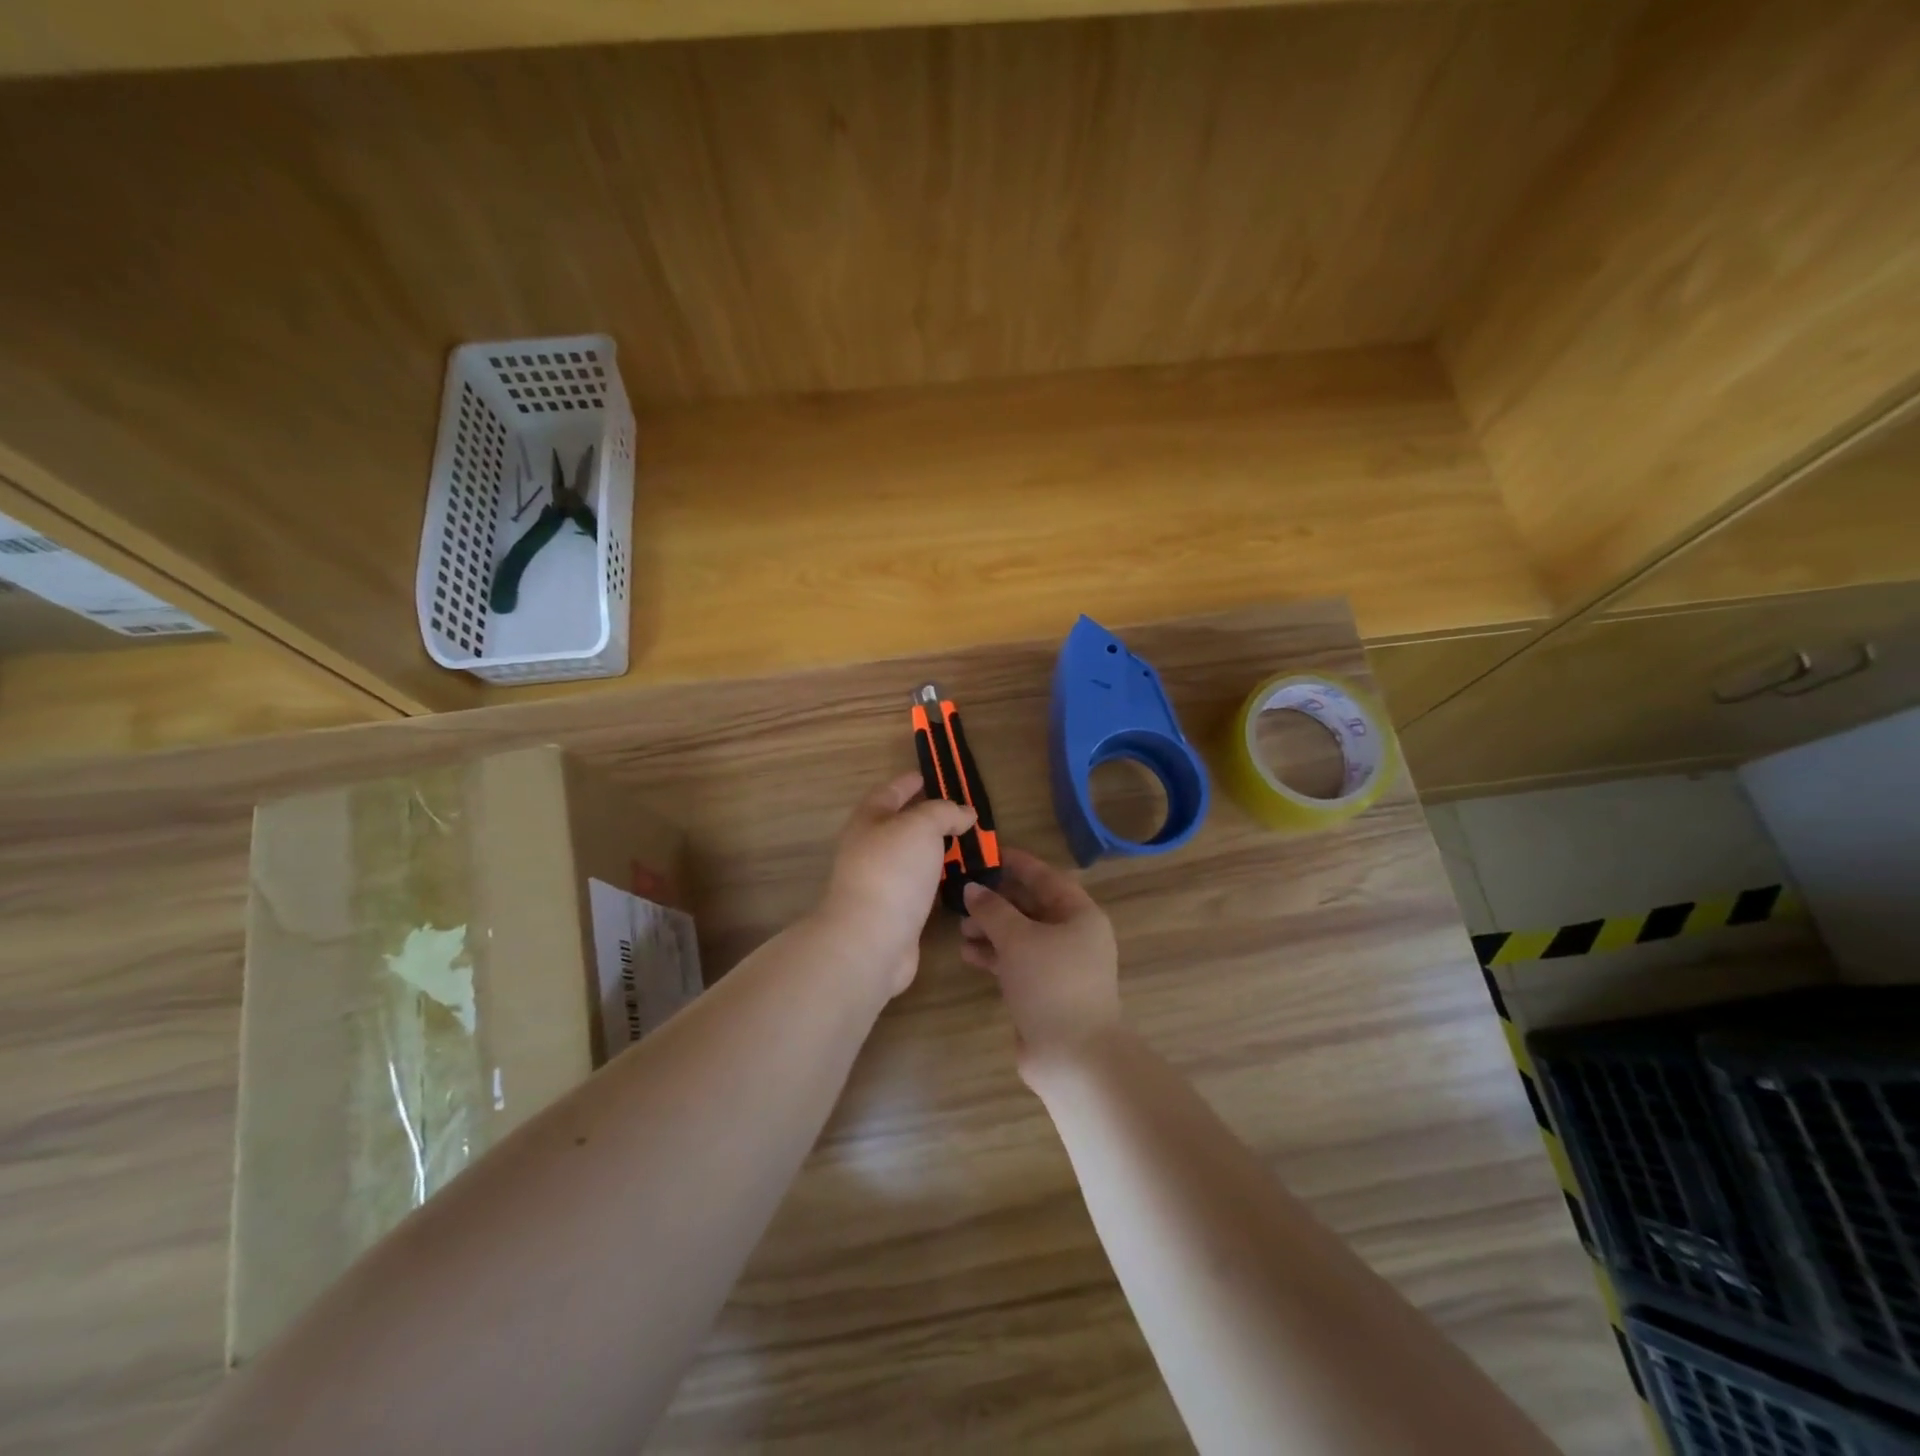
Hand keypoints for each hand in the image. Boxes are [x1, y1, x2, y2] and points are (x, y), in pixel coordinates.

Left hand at [822, 772, 975, 998]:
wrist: (871, 939)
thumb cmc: (893, 870)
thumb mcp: (921, 826)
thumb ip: (944, 812)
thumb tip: (964, 813)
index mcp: (869, 821)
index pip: (890, 792)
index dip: (910, 782)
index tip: (931, 776)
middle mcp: (870, 849)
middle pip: (901, 826)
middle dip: (929, 818)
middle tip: (963, 814)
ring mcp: (881, 883)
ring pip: (914, 859)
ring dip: (938, 852)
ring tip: (969, 846)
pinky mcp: (896, 913)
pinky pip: (922, 888)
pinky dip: (940, 881)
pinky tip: (961, 882)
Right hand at [960, 847, 1120, 1081]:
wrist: (1074, 1057)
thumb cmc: (1051, 984)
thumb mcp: (1018, 939)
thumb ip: (993, 910)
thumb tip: (972, 888)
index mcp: (1080, 915)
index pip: (1046, 877)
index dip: (1017, 864)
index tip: (988, 853)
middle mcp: (1074, 935)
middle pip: (1031, 907)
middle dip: (997, 901)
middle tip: (964, 895)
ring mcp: (1061, 966)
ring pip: (1021, 935)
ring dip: (992, 930)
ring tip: (960, 928)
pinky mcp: (1045, 991)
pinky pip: (1017, 961)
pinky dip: (995, 955)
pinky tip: (968, 954)